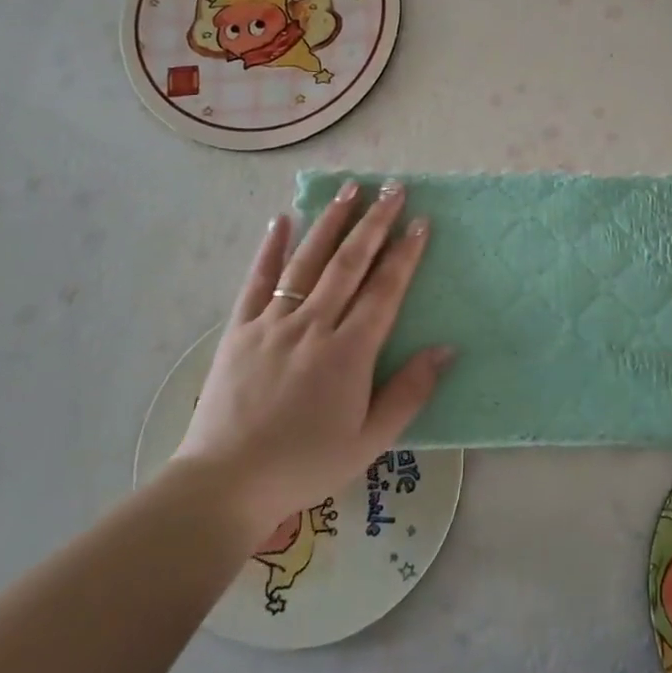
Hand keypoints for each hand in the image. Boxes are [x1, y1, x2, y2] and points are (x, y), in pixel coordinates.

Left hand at [174, 180, 451, 536]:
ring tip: (349, 188)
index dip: (404, 253)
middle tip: (393, 188)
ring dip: (331, 222)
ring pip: (307, 261)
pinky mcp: (239, 329)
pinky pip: (257, 280)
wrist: (225, 484)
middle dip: (374, 222)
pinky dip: (270, 247)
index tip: (420, 221)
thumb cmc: (305, 465)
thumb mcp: (370, 441)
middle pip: (349, 264)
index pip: (384, 290)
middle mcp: (312, 326)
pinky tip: (283, 218)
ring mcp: (272, 323)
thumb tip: (446, 349)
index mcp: (348, 353)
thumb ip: (409, 393)